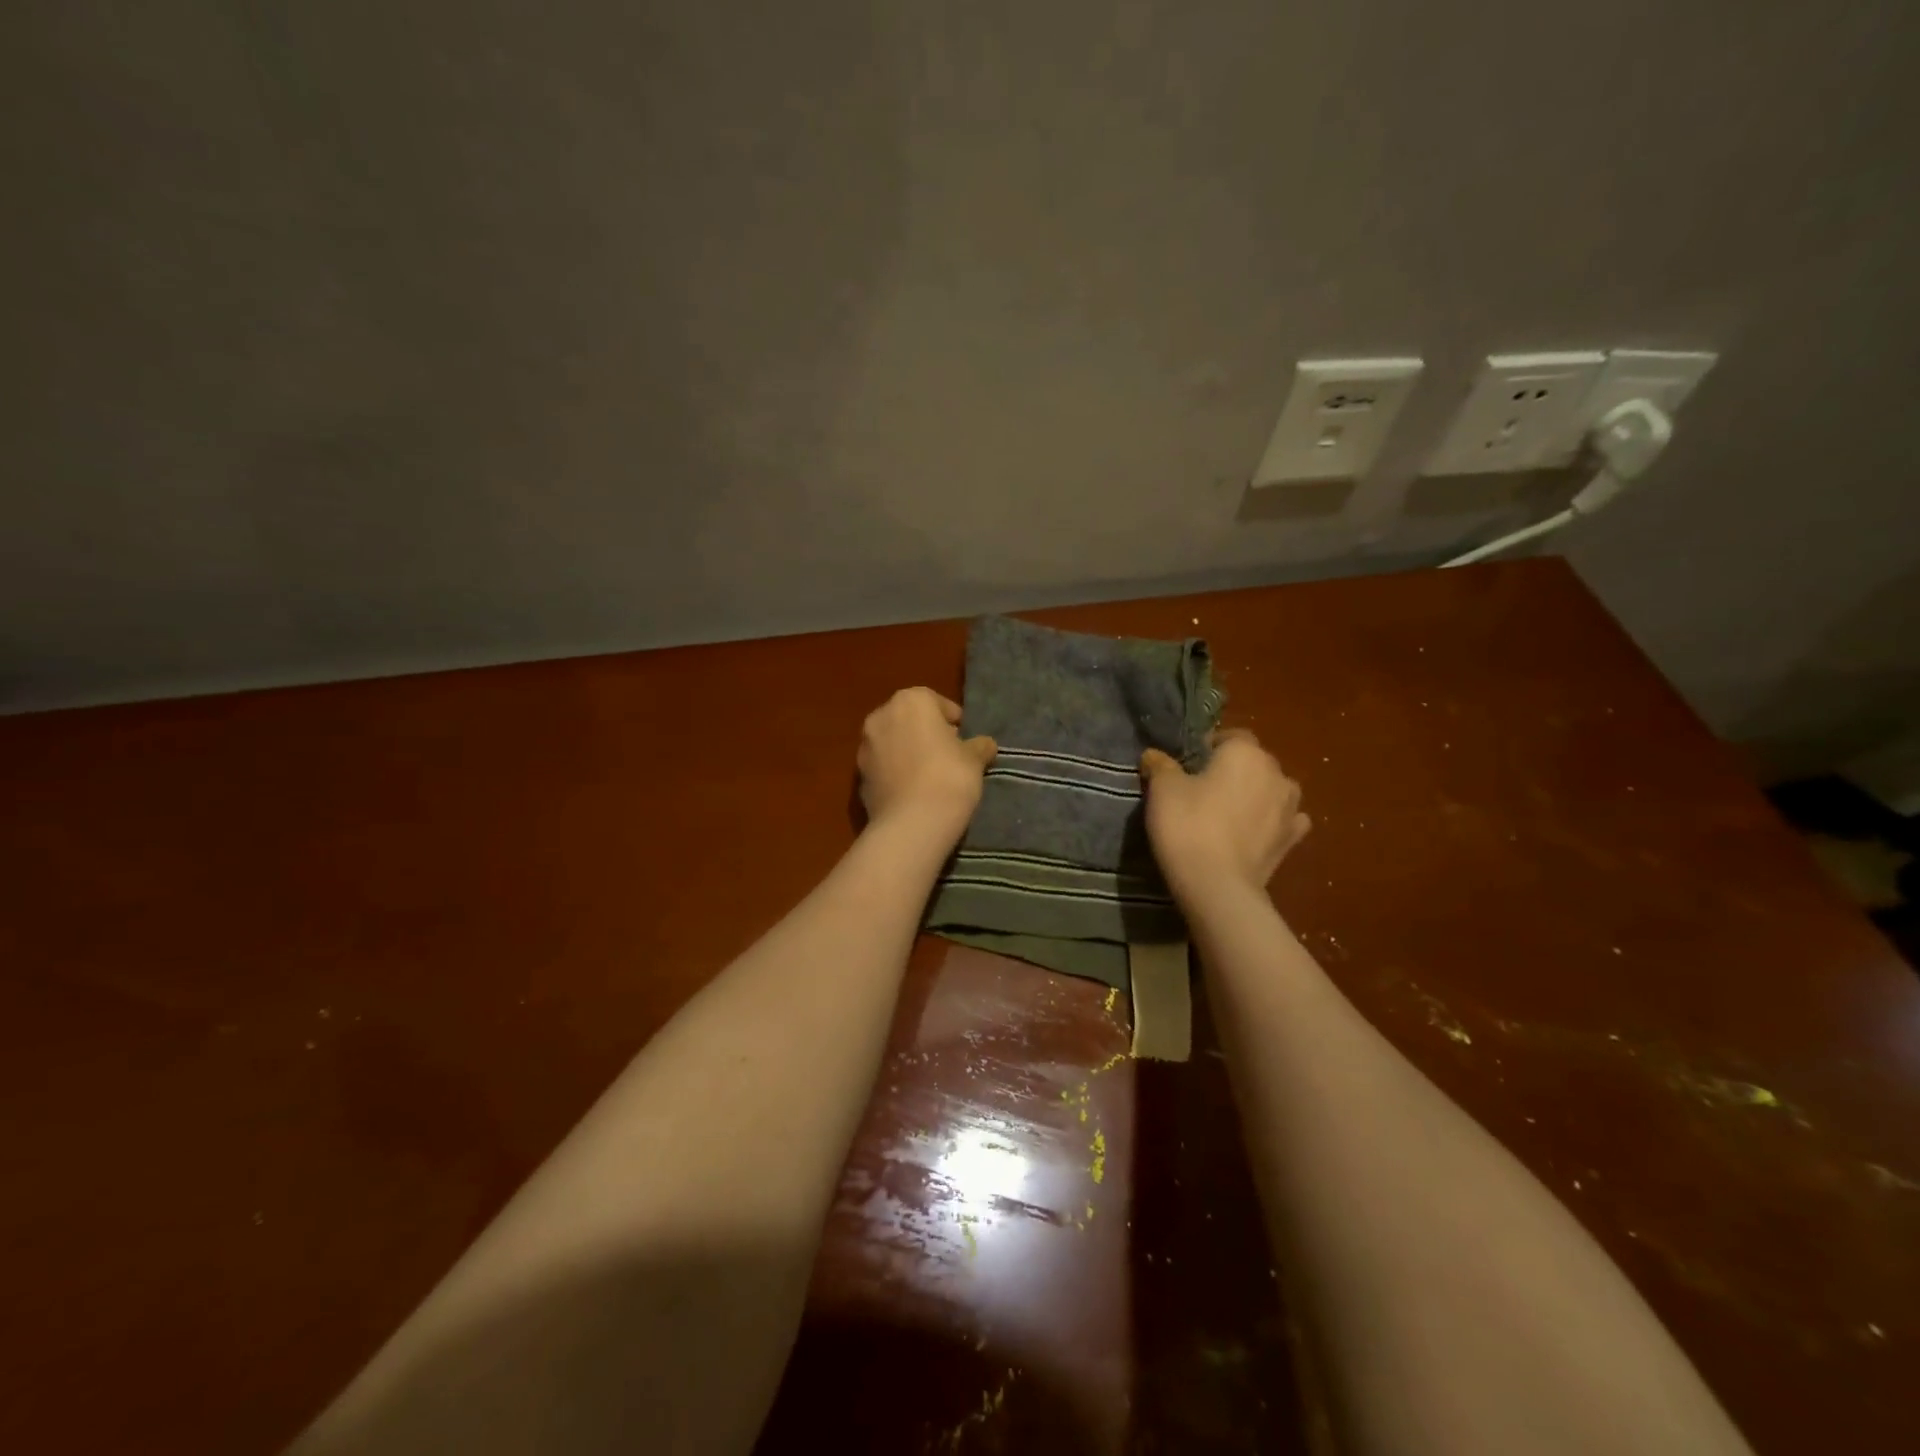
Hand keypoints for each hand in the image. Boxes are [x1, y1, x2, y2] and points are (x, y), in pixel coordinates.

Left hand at [857, 688, 997, 840]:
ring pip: (893, 743)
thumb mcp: (974, 759)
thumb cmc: (949, 776)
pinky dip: (896, 773)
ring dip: (908, 752)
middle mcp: (881, 716)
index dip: (953, 721)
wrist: (912, 823)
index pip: (936, 702)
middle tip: (948, 756)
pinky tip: (913, 792)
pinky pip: (883, 768)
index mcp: (911, 701)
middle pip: (909, 720)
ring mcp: (865, 747)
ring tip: (930, 776)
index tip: (965, 740)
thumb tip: (985, 744)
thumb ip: (979, 746)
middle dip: (927, 734)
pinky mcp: (858, 776)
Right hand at [1140, 729, 1310, 902]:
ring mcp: (1291, 808)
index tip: (1187, 765)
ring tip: (1228, 814)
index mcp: (1246, 752)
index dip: (1208, 748)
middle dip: (1232, 771)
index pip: (1230, 736)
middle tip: (1202, 790)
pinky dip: (1271, 822)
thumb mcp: (1162, 789)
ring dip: (1256, 795)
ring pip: (1272, 790)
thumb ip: (1160, 765)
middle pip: (1253, 762)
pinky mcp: (1293, 840)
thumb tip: (1155, 755)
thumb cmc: (1188, 825)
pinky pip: (1285, 821)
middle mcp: (1276, 773)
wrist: (1217, 885)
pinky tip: (1254, 833)